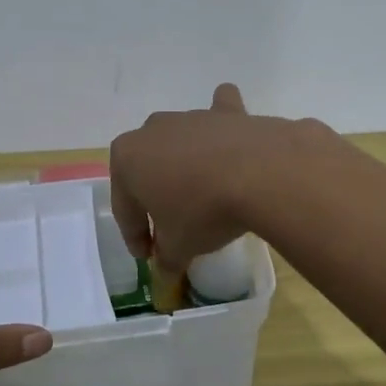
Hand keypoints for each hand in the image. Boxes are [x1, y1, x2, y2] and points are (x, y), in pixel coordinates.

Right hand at [109, 84, 321, 293]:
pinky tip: (229, 135)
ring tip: (204, 197)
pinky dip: (222, 124)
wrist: (260, 173)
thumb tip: (164, 273)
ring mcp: (191, 117)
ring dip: (186, 167)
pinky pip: (220, 113)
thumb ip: (166, 258)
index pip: (125, 207)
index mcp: (126, 158)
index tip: (149, 257)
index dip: (135, 236)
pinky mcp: (228, 112)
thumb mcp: (178, 246)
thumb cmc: (202, 211)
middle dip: (156, 198)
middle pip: (149, 171)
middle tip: (172, 229)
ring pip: (181, 143)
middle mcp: (153, 130)